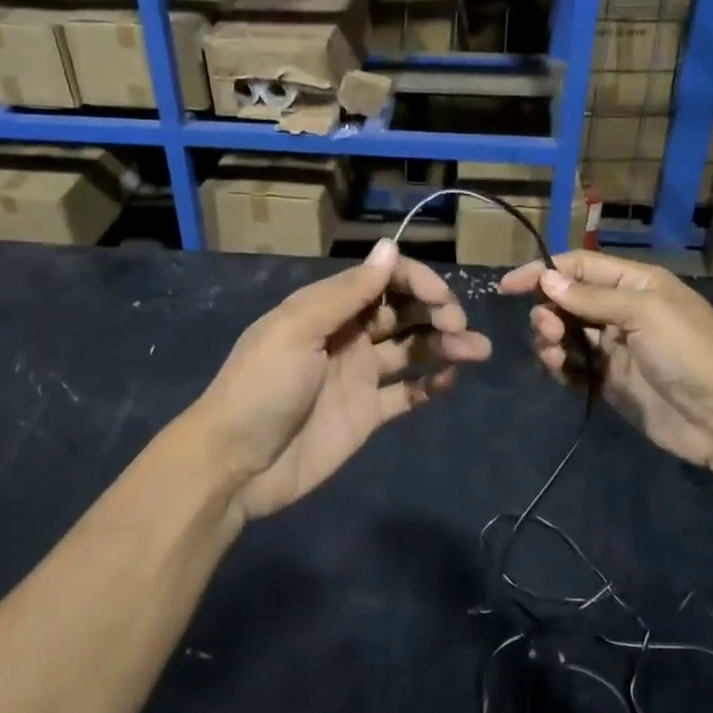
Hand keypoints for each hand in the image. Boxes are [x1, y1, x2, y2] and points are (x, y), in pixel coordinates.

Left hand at [192, 239, 492, 520]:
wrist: (235, 465)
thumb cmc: (262, 387)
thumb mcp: (297, 329)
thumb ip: (347, 292)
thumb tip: (390, 248)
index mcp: (326, 309)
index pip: (381, 280)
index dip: (415, 281)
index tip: (441, 298)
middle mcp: (346, 336)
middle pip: (401, 311)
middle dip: (435, 310)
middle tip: (459, 326)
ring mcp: (358, 376)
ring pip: (411, 348)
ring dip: (444, 343)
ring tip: (477, 350)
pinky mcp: (367, 414)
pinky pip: (407, 392)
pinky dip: (431, 383)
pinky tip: (452, 379)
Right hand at [498, 251, 712, 472]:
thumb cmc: (688, 353)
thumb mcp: (644, 313)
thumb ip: (592, 297)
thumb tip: (547, 279)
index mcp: (636, 284)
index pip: (580, 267)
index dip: (544, 272)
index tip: (508, 286)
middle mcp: (622, 310)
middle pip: (568, 300)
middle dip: (548, 310)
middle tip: (547, 329)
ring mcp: (614, 347)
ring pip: (566, 333)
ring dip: (550, 338)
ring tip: (552, 352)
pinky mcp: (608, 379)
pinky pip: (572, 364)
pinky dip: (559, 364)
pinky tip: (557, 370)